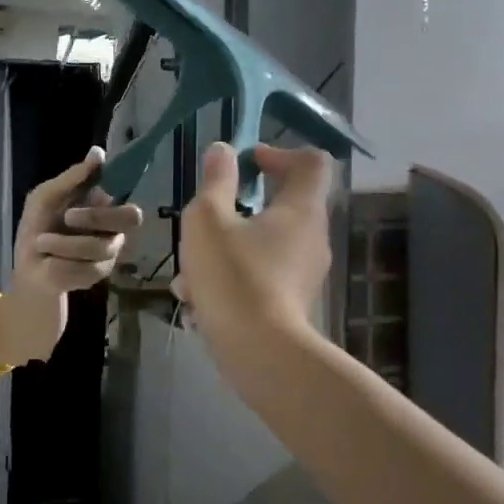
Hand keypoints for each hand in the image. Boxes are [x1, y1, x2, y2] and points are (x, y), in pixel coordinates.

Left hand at [12, 147, 144, 293]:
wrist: (27, 266)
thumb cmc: (38, 227)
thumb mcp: (46, 198)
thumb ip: (72, 177)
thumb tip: (98, 152)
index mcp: (103, 205)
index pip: (125, 190)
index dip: (123, 184)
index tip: (104, 182)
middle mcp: (114, 228)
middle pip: (130, 217)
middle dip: (96, 216)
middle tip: (68, 216)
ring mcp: (109, 254)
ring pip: (99, 246)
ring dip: (62, 243)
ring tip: (42, 242)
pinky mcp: (97, 276)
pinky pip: (85, 267)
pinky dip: (59, 261)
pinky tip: (49, 260)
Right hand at [174, 142, 334, 340]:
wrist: (259, 352)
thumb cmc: (233, 275)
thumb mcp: (208, 220)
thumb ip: (216, 182)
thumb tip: (223, 151)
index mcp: (301, 209)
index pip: (311, 161)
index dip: (279, 153)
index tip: (246, 163)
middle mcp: (312, 237)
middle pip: (283, 204)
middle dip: (240, 207)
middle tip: (209, 216)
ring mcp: (305, 272)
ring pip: (263, 244)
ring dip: (228, 247)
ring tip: (191, 270)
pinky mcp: (292, 302)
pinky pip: (261, 275)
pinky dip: (233, 277)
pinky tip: (199, 299)